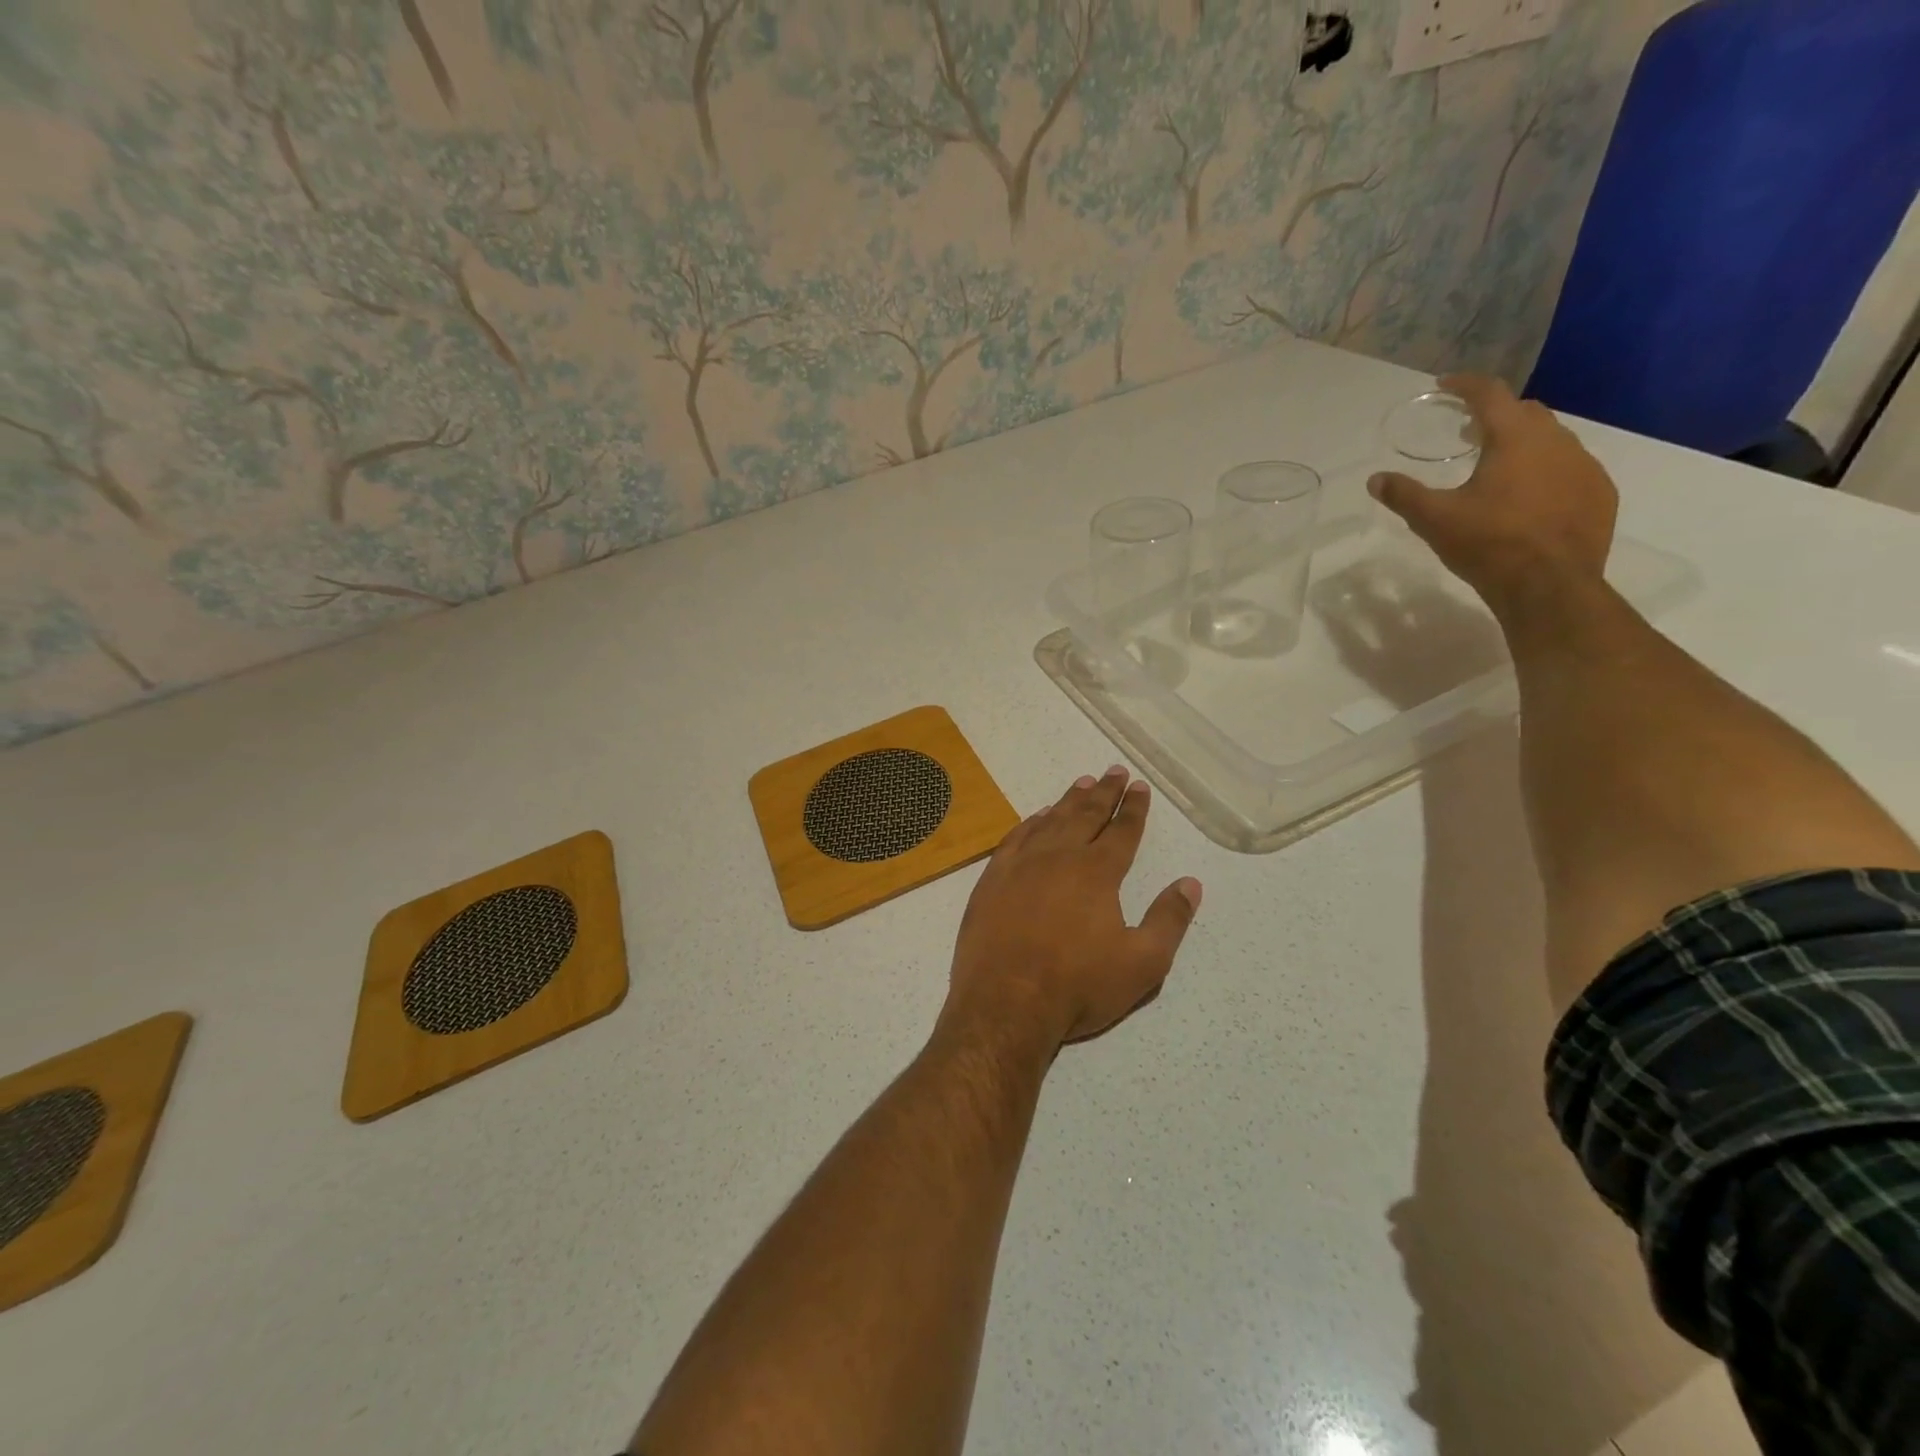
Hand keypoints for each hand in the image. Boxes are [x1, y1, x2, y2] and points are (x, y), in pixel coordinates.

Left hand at [940, 765, 1201, 1053]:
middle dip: (1104, 793)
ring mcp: (1021, 865)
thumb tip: (1190, 883)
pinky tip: (1036, 817)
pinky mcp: (992, 879)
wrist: (1005, 1003)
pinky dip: (1030, 823)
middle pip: (1086, 815)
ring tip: (1082, 783)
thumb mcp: (1142, 964)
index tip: (1139, 787)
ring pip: (1050, 821)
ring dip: (1069, 801)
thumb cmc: (1078, 987)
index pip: (1122, 831)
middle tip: (1114, 771)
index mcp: (1097, 873)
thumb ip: (1169, 920)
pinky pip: (1015, 838)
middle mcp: (1059, 858)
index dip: (1134, 809)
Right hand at [1369, 373, 1617, 611]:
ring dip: (1524, 444)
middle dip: (1496, 416)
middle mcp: (1556, 442)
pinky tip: (1530, 498)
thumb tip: (1375, 479)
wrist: (1550, 585)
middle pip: (1526, 412)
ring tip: (1499, 467)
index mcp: (1515, 439)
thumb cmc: (1489, 544)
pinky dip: (1547, 472)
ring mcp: (1585, 467)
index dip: (1466, 386)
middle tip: (1470, 433)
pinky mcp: (1599, 495)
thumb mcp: (1434, 520)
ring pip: (1552, 440)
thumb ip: (1404, 495)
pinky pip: (1571, 470)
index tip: (1446, 385)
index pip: (1490, 395)